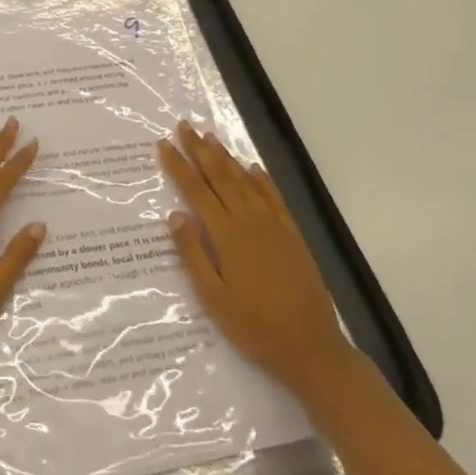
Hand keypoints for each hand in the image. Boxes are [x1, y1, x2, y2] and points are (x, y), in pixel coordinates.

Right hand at [158, 122, 347, 393]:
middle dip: (200, 150)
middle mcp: (250, 221)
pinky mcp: (293, 235)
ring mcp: (274, 226)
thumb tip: (175, 215)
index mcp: (227, 235)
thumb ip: (193, 254)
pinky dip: (261, 179)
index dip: (179, 166)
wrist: (311, 348)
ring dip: (227, 157)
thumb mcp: (213, 298)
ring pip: (246, 181)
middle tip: (184, 126)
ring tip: (210, 136)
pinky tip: (252, 167)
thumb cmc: (254, 327)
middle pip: (221, 177)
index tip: (164, 144)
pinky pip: (274, 198)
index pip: (196, 191)